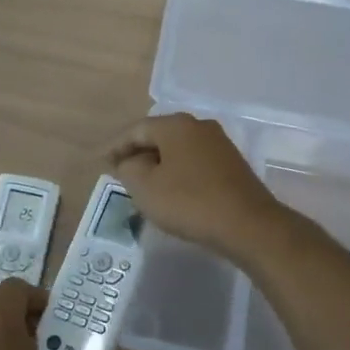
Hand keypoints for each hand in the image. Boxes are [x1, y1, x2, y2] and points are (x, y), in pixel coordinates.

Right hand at [106, 114, 287, 261]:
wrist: (249, 225)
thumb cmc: (190, 202)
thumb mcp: (145, 187)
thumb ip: (128, 168)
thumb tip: (129, 161)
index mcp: (175, 125)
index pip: (136, 130)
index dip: (115, 146)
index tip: (100, 162)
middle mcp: (198, 126)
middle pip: (158, 136)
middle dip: (137, 153)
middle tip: (119, 171)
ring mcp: (219, 144)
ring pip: (177, 149)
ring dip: (157, 164)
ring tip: (142, 183)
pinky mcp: (232, 165)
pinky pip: (193, 162)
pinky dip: (177, 172)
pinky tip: (171, 190)